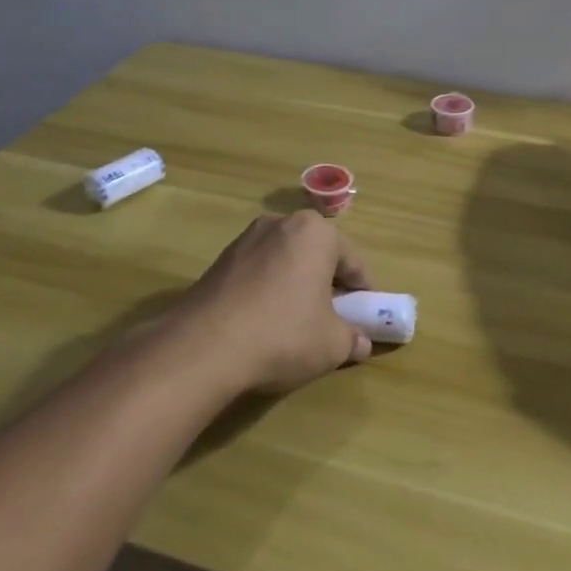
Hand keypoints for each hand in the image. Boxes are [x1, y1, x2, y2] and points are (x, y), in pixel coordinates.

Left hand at [174, 212, 374, 394]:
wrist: (204, 347)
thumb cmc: (282, 335)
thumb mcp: (331, 345)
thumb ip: (352, 339)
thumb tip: (360, 343)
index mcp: (315, 232)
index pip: (354, 262)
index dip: (364, 293)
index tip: (367, 318)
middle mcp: (281, 223)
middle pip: (318, 256)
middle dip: (329, 285)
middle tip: (335, 320)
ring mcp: (246, 239)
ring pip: (287, 262)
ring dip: (298, 286)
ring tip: (298, 323)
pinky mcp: (221, 260)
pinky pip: (260, 272)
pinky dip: (270, 291)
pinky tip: (266, 323)